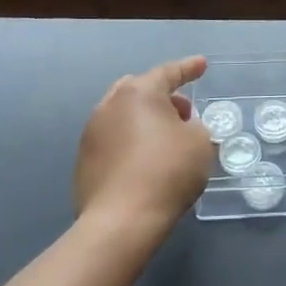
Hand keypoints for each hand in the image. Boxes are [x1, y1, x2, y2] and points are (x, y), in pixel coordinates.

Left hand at [74, 56, 215, 238]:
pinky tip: (144, 163)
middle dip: (162, 96)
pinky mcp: (83, 161)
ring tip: (164, 139)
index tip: (201, 65)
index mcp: (139, 93)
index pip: (168, 73)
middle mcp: (110, 105)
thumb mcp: (200, 143)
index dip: (188, 68)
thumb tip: (181, 129)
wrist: (121, 220)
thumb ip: (194, 126)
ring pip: (122, 115)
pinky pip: (113, 140)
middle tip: (183, 111)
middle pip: (139, 90)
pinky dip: (130, 142)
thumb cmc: (168, 172)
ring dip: (144, 120)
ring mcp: (91, 133)